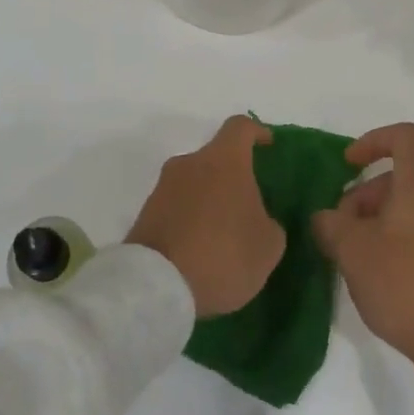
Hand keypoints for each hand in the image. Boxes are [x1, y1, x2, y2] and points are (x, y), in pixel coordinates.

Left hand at [127, 115, 283, 317]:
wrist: (157, 287)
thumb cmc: (223, 255)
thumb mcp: (268, 246)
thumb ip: (269, 224)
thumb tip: (259, 220)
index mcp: (224, 160)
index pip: (241, 127)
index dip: (257, 132)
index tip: (267, 145)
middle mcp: (190, 163)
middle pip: (215, 158)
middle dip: (232, 178)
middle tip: (247, 207)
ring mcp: (162, 188)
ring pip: (194, 184)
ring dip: (209, 201)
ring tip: (222, 236)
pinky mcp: (144, 215)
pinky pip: (175, 209)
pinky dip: (189, 221)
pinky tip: (199, 252)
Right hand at [312, 123, 413, 398]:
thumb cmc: (405, 284)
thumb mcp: (353, 251)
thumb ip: (331, 224)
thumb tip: (325, 217)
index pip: (404, 137)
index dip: (372, 140)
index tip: (348, 165)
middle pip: (401, 177)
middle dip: (365, 195)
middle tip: (340, 227)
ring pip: (409, 207)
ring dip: (376, 219)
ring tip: (353, 255)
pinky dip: (394, 238)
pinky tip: (376, 273)